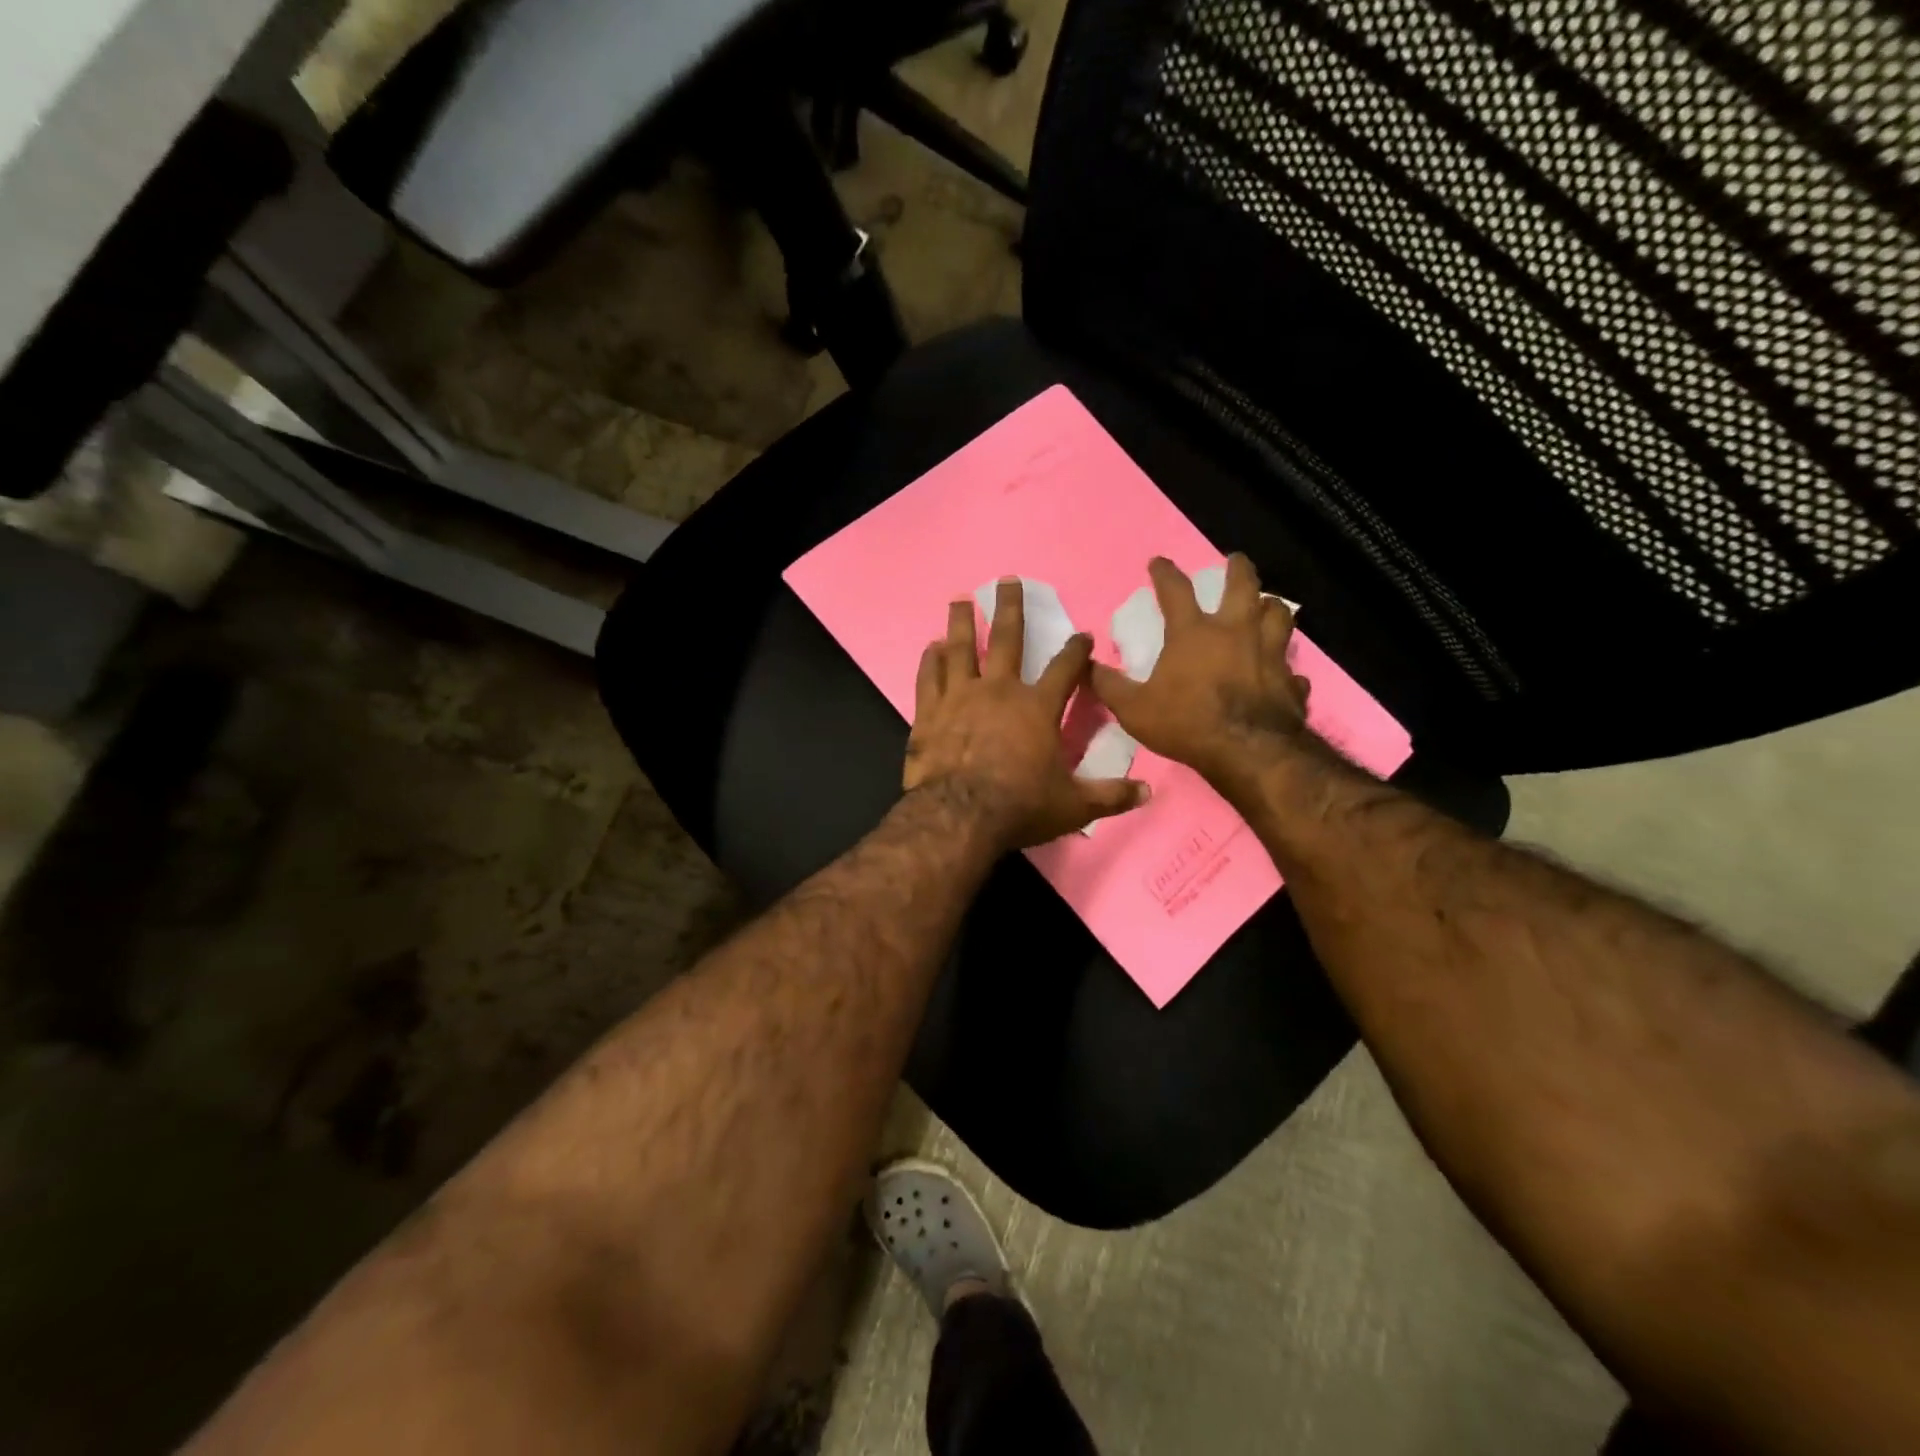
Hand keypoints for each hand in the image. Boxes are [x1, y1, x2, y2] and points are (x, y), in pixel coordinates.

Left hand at [905, 579, 1149, 850]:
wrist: (959, 816)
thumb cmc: (1020, 807)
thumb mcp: (1074, 806)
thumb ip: (1110, 796)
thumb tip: (1148, 792)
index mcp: (1037, 708)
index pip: (1065, 669)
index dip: (1076, 650)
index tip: (1082, 635)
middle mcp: (999, 691)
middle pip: (1006, 639)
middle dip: (1010, 607)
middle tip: (1007, 581)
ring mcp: (959, 697)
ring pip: (960, 648)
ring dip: (961, 622)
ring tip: (960, 599)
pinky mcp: (929, 713)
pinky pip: (928, 677)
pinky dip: (930, 660)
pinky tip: (931, 647)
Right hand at [1090, 554, 1311, 784]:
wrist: (1248, 751)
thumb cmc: (1186, 723)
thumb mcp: (1133, 709)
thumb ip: (1110, 686)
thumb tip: (1086, 665)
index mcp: (1194, 633)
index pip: (1176, 590)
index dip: (1165, 572)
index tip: (1158, 562)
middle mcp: (1236, 632)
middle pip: (1243, 586)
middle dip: (1238, 568)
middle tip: (1235, 560)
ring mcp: (1270, 654)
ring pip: (1279, 615)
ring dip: (1271, 605)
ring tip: (1267, 604)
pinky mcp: (1291, 681)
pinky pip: (1292, 668)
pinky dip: (1286, 666)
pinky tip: (1283, 672)